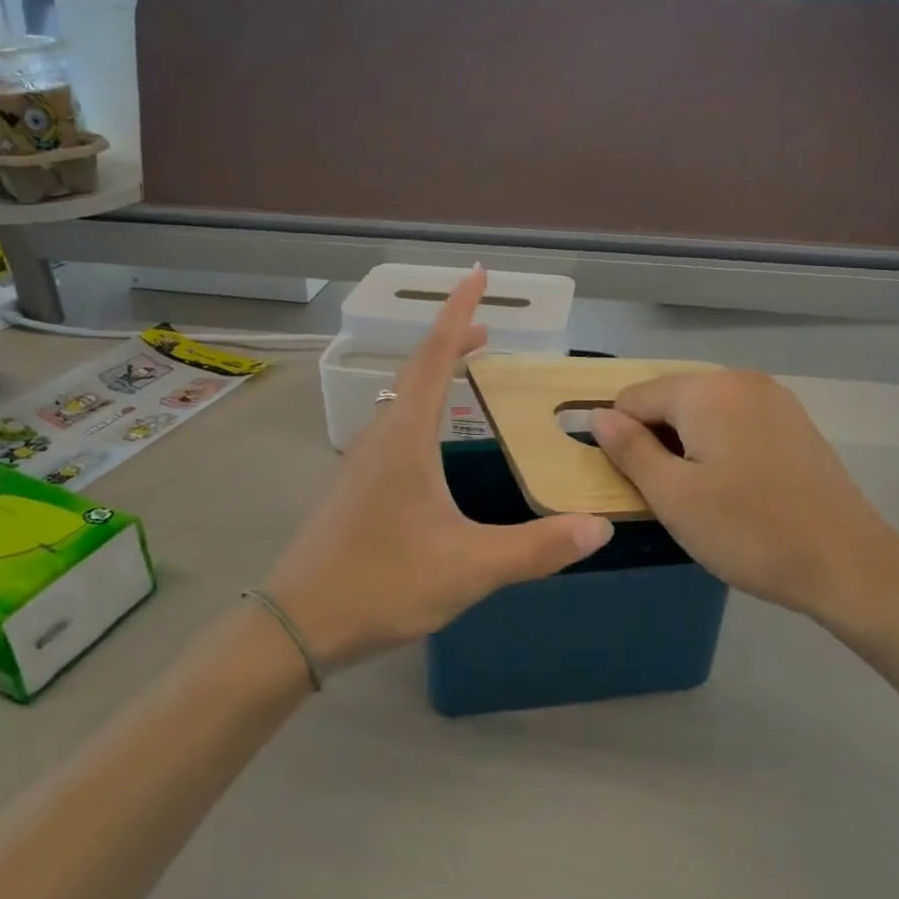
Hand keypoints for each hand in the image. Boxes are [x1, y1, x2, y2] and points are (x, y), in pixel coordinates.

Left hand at [264, 269, 612, 669]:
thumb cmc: (383, 583)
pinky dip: (421, 412)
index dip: (458, 313)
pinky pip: (392, 430)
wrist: (298, 623)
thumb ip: (536, 548)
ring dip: (433, 377)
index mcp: (406, 439)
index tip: (477, 275)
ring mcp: (360, 464)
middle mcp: (379, 439)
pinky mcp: (354, 490)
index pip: (435, 357)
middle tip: (487, 331)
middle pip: (416, 372)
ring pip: (400, 402)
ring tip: (464, 373)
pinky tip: (432, 445)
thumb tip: (599, 528)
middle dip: (451, 342)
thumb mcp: (470, 567)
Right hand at [590, 372, 898, 646]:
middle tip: (670, 496)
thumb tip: (598, 415)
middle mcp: (740, 380)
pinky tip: (735, 489)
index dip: (622, 441)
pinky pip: (735, 423)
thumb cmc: (748, 531)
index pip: (632, 399)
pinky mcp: (794, 423)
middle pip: (669, 401)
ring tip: (703, 497)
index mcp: (706, 390)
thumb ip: (629, 449)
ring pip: (702, 414)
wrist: (848, 563)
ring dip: (687, 447)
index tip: (636, 485)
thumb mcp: (672, 495)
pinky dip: (720, 448)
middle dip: (657, 442)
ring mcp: (773, 399)